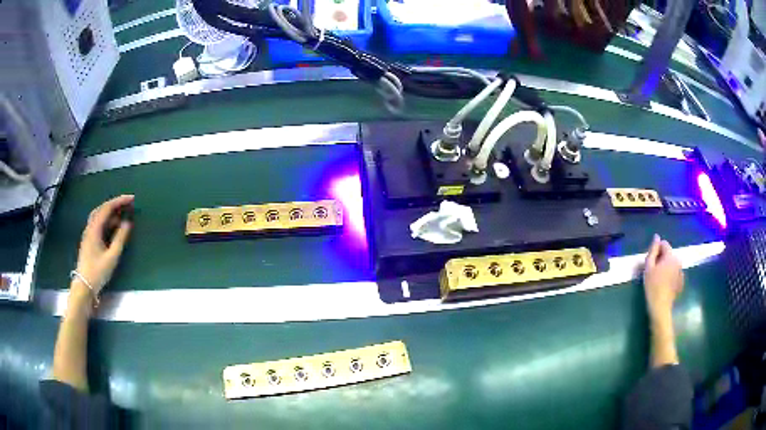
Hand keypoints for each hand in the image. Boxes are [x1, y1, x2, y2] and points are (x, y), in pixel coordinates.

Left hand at [74, 195, 133, 296]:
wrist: (84, 286)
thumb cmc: (98, 272)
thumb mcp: (112, 256)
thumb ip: (120, 238)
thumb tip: (128, 223)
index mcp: (95, 228)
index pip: (107, 208)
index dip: (120, 201)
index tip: (132, 198)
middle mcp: (90, 227)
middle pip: (102, 208)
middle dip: (115, 204)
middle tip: (128, 204)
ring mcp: (88, 233)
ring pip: (99, 215)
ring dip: (111, 212)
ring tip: (122, 215)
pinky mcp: (88, 240)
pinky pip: (98, 223)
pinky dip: (107, 220)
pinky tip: (113, 227)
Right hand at [643, 234, 683, 323]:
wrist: (660, 307)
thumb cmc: (652, 286)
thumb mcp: (649, 267)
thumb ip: (653, 250)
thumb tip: (656, 237)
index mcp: (671, 255)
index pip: (664, 244)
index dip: (656, 250)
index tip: (651, 262)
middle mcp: (678, 260)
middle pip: (668, 253)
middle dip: (661, 259)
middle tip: (653, 271)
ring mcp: (681, 271)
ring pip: (671, 263)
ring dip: (665, 267)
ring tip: (658, 279)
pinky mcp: (681, 281)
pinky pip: (674, 272)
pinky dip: (669, 275)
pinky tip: (664, 285)